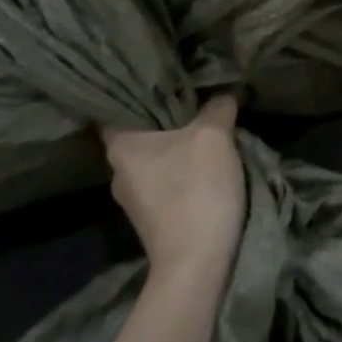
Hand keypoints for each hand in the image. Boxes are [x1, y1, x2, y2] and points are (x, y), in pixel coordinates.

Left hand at [101, 95, 246, 273]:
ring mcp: (133, 200)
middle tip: (195, 99)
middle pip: (141, 133)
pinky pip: (165, 181)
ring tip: (205, 131)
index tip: (164, 78)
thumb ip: (218, 107)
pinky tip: (204, 165)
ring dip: (176, 147)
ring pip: (154, 158)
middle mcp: (117, 171)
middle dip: (166, 119)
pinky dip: (181, 170)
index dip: (138, 91)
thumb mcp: (214, 136)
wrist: (197, 263)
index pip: (117, 107)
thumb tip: (224, 92)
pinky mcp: (153, 219)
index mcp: (120, 146)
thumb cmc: (195, 189)